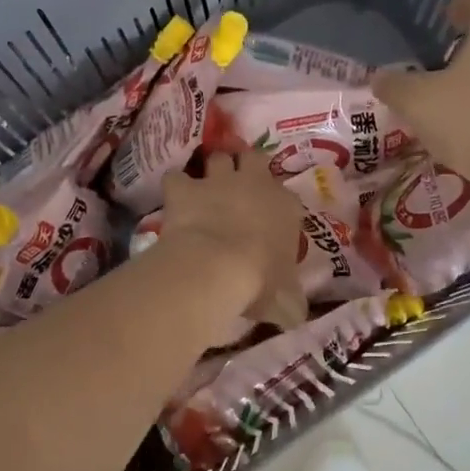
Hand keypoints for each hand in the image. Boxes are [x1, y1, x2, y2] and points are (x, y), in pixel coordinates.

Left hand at [160, 153, 308, 330]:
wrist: (218, 268)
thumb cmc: (261, 282)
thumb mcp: (286, 299)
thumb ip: (292, 301)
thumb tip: (295, 313)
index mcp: (286, 208)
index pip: (288, 197)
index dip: (277, 203)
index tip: (271, 216)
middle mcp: (255, 184)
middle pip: (253, 158)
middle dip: (246, 165)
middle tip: (238, 182)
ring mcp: (218, 182)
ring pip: (218, 157)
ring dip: (212, 168)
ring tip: (205, 184)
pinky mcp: (185, 189)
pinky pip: (176, 176)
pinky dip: (175, 184)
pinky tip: (173, 196)